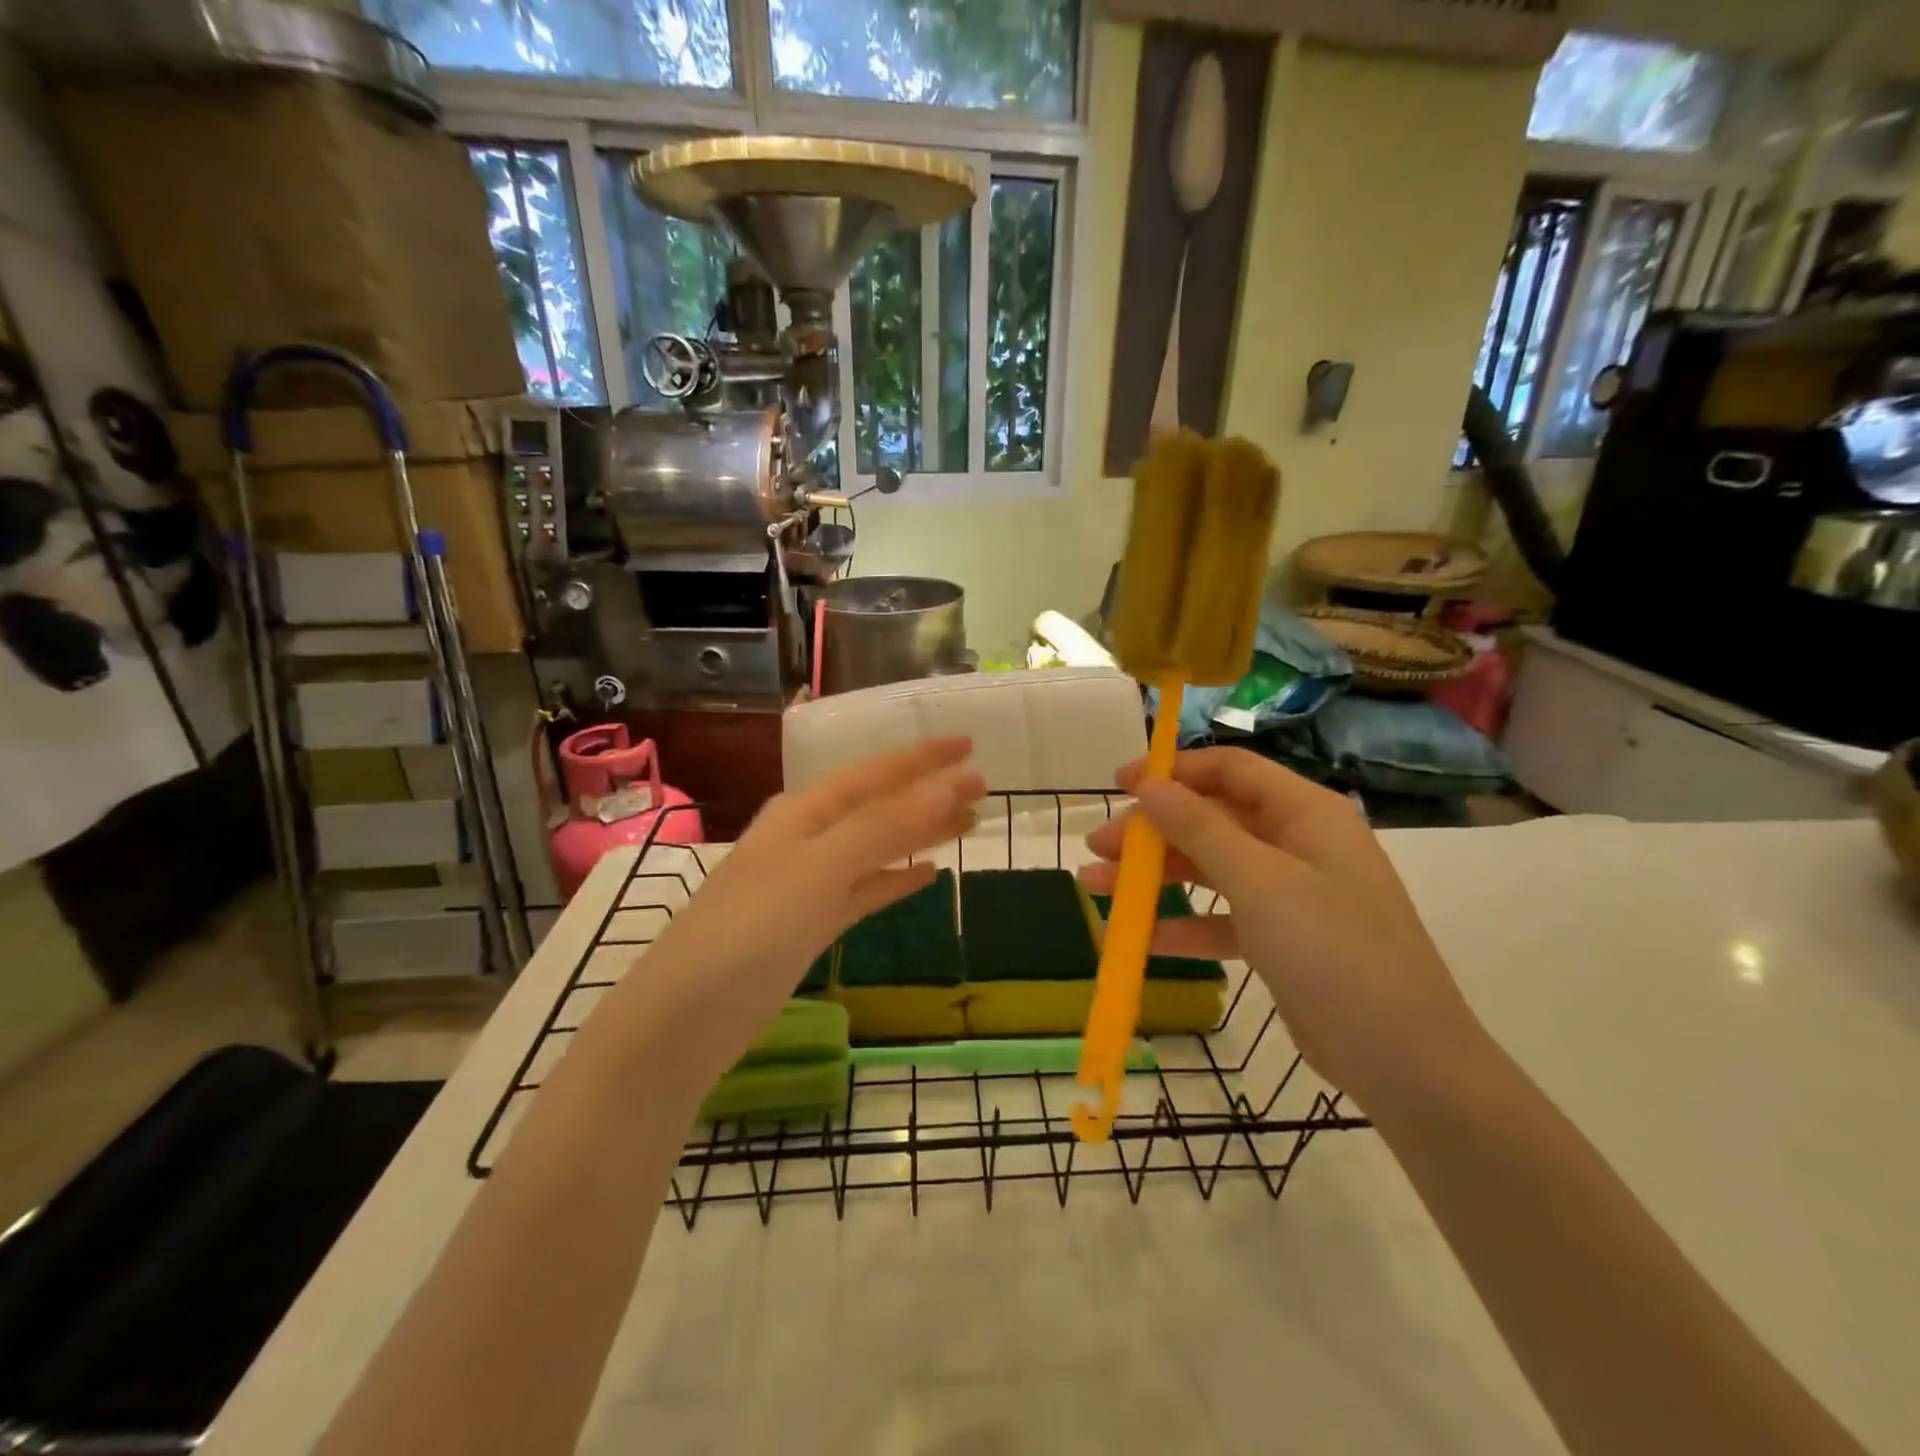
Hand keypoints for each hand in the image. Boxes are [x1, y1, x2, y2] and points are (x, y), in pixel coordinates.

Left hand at [636, 736, 984, 1059]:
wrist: (683, 1021)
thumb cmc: (749, 931)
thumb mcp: (818, 869)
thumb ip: (882, 827)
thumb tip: (946, 785)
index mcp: (804, 812)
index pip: (874, 772)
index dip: (922, 758)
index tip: (969, 744)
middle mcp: (806, 838)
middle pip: (879, 806)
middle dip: (928, 793)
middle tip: (982, 785)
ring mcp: (807, 884)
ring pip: (876, 847)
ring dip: (919, 833)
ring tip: (968, 823)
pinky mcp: (810, 925)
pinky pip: (865, 890)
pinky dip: (896, 879)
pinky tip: (928, 875)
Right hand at [1078, 748, 1477, 1099]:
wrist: (1406, 1061)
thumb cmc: (1333, 951)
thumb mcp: (1259, 882)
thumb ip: (1199, 828)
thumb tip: (1149, 783)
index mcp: (1305, 813)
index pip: (1230, 770)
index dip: (1172, 770)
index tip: (1119, 783)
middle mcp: (1297, 843)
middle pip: (1211, 819)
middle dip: (1151, 832)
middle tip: (1097, 847)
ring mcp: (1289, 894)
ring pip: (1210, 869)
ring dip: (1154, 876)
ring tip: (1096, 887)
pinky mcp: (1281, 939)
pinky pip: (1221, 917)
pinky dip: (1182, 924)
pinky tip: (1137, 939)